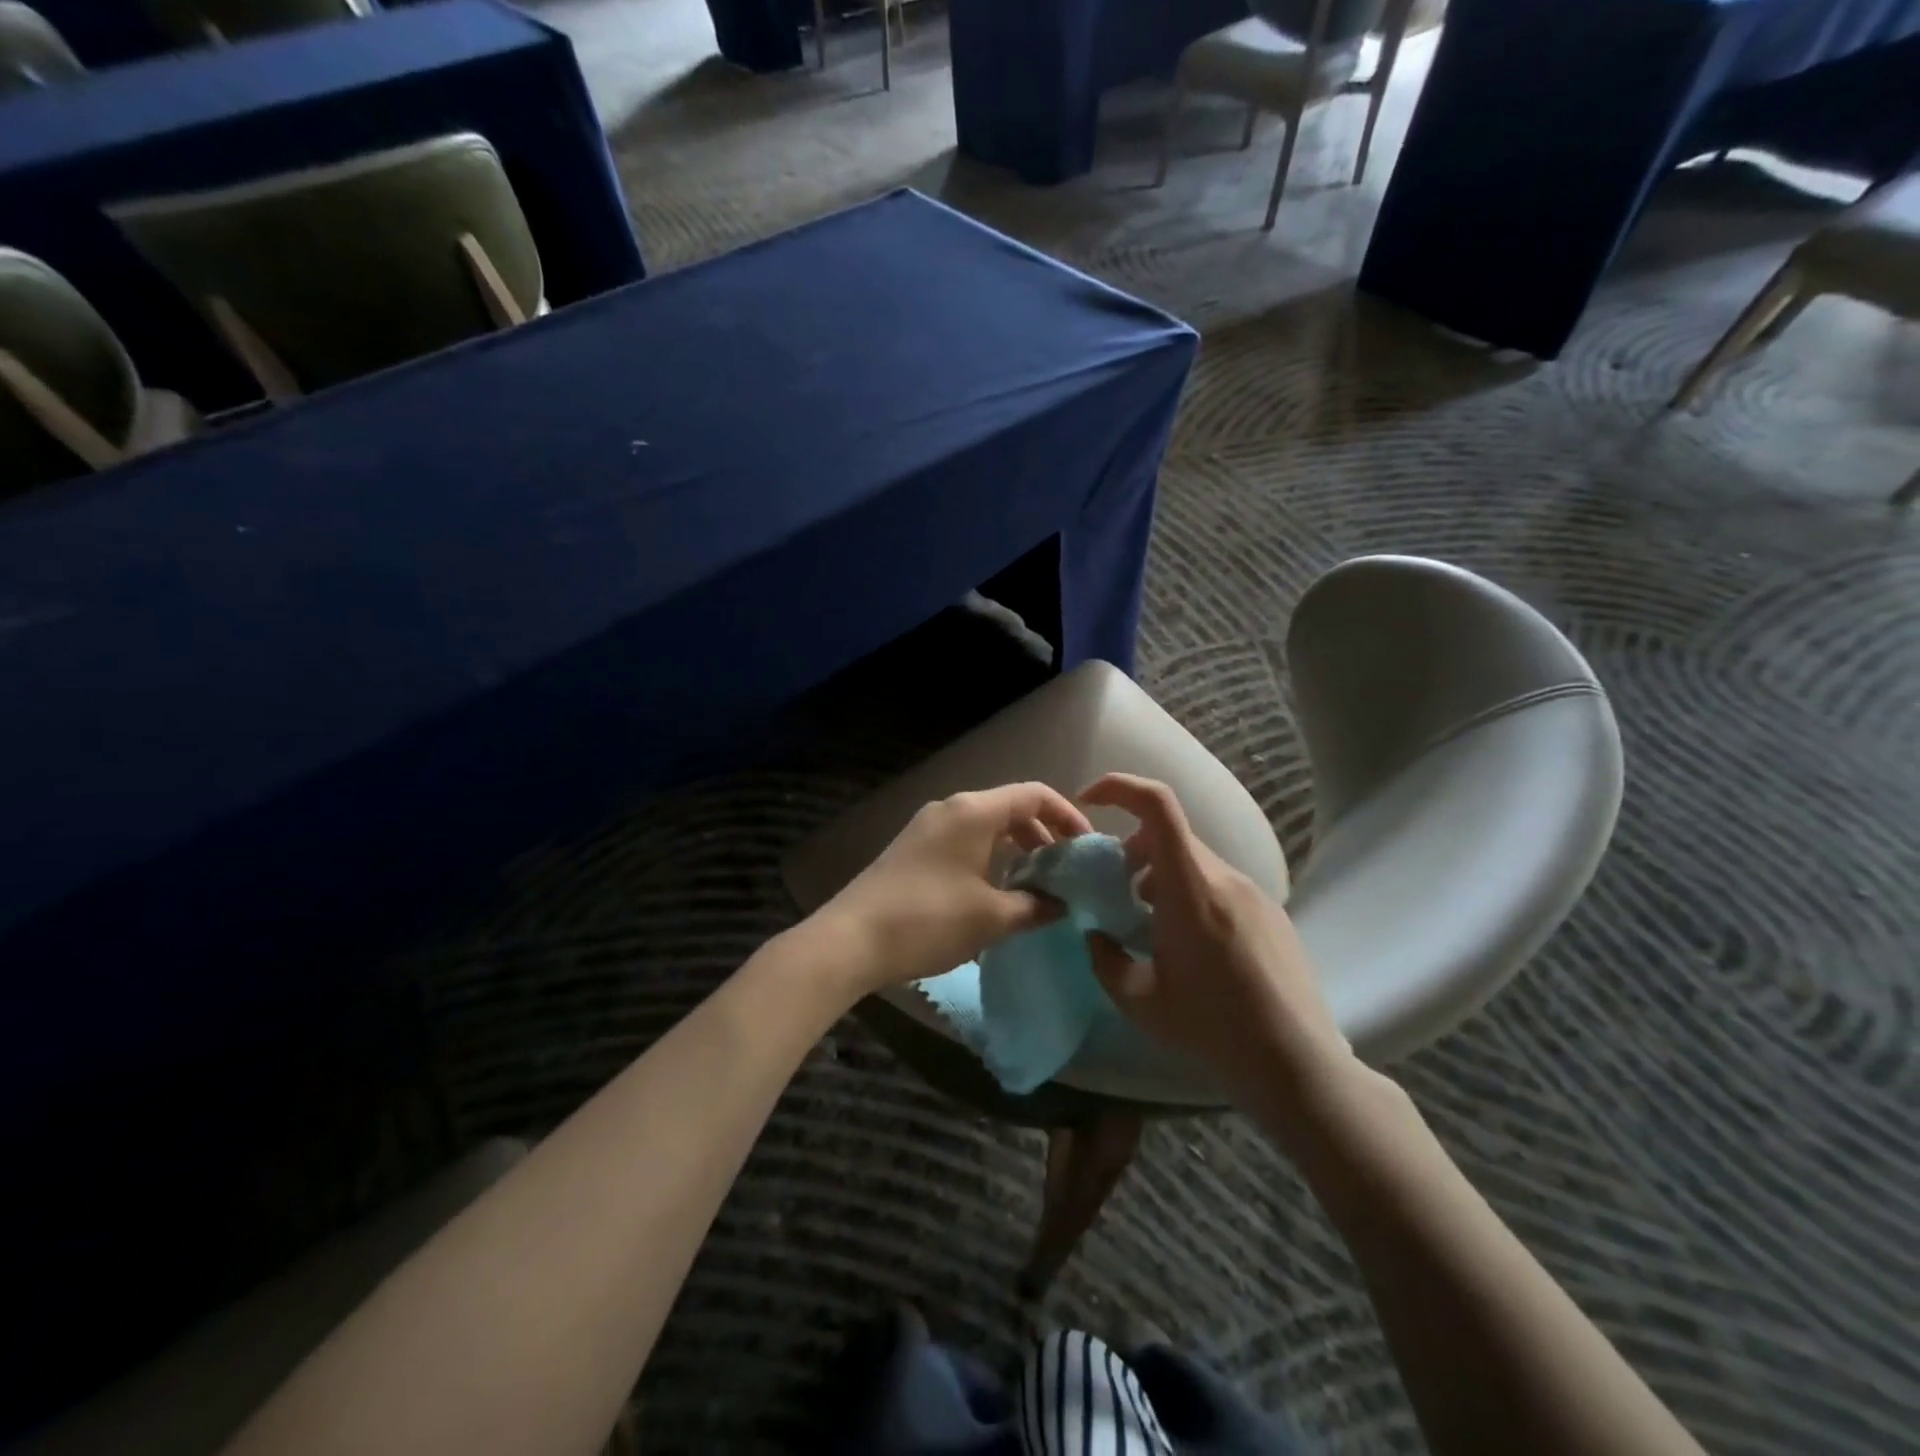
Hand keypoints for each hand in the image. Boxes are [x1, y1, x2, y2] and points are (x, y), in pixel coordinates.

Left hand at [818, 782, 1092, 994]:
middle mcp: (951, 808)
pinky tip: (995, 891)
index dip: (1067, 816)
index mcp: (974, 811)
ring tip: (1035, 885)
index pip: (1034, 795)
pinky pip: (964, 840)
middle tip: (1064, 871)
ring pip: (986, 826)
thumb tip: (1062, 905)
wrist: (850, 939)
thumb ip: (1034, 906)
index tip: (1086, 847)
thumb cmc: (928, 920)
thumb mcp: (991, 918)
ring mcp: (927, 827)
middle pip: (1010, 808)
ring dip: (1016, 849)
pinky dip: (989, 857)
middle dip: (1043, 835)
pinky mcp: (912, 848)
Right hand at [1079, 773, 1352, 1107]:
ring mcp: (1254, 892)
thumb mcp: (1140, 1002)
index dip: (1119, 787)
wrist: (1297, 1064)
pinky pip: (1219, 883)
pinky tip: (1192, 945)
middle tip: (1115, 893)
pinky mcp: (1271, 912)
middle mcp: (1224, 877)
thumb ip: (1104, 960)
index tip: (1090, 802)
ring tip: (1151, 925)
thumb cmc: (1213, 1029)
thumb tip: (1096, 935)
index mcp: (1190, 889)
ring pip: (1194, 861)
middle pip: (1169, 835)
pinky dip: (1190, 893)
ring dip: (1161, 876)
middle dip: (1131, 850)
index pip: (1157, 805)